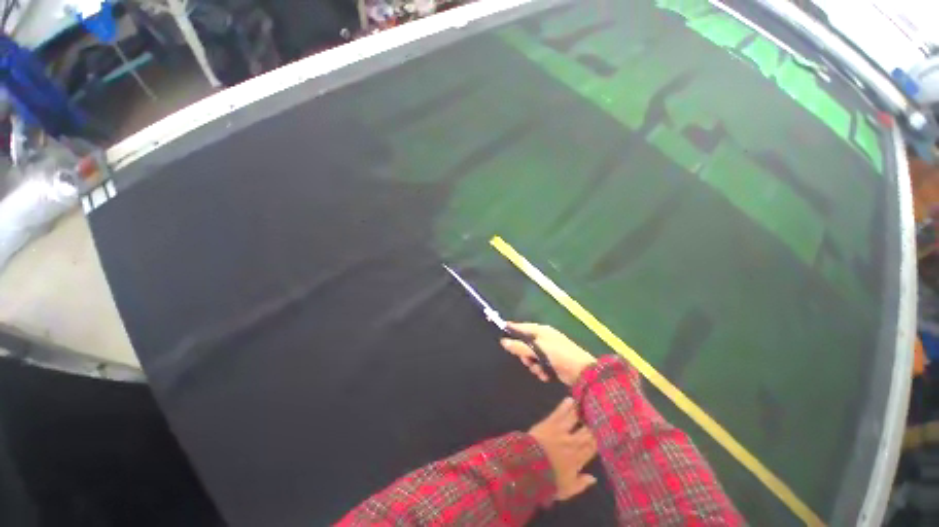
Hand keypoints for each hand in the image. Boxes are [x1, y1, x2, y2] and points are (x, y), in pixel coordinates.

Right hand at [501, 322, 596, 385]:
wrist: (582, 373)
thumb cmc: (559, 356)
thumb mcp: (538, 350)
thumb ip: (520, 347)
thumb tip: (503, 341)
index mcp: (541, 331)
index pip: (522, 327)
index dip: (511, 328)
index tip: (500, 330)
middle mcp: (544, 338)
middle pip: (525, 345)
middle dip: (526, 355)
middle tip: (528, 361)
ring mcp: (549, 350)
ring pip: (532, 357)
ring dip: (534, 366)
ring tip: (541, 371)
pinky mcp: (553, 362)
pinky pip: (540, 365)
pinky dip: (541, 371)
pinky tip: (546, 376)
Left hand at [528, 397, 597, 501]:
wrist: (529, 466)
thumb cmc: (547, 480)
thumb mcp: (566, 489)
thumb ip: (581, 484)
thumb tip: (594, 478)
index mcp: (578, 459)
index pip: (593, 447)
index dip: (600, 440)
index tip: (605, 433)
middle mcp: (573, 443)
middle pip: (587, 431)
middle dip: (594, 424)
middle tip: (599, 415)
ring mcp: (562, 431)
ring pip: (575, 419)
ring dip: (581, 412)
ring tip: (586, 404)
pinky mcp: (550, 422)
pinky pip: (560, 412)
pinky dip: (565, 405)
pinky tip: (570, 399)